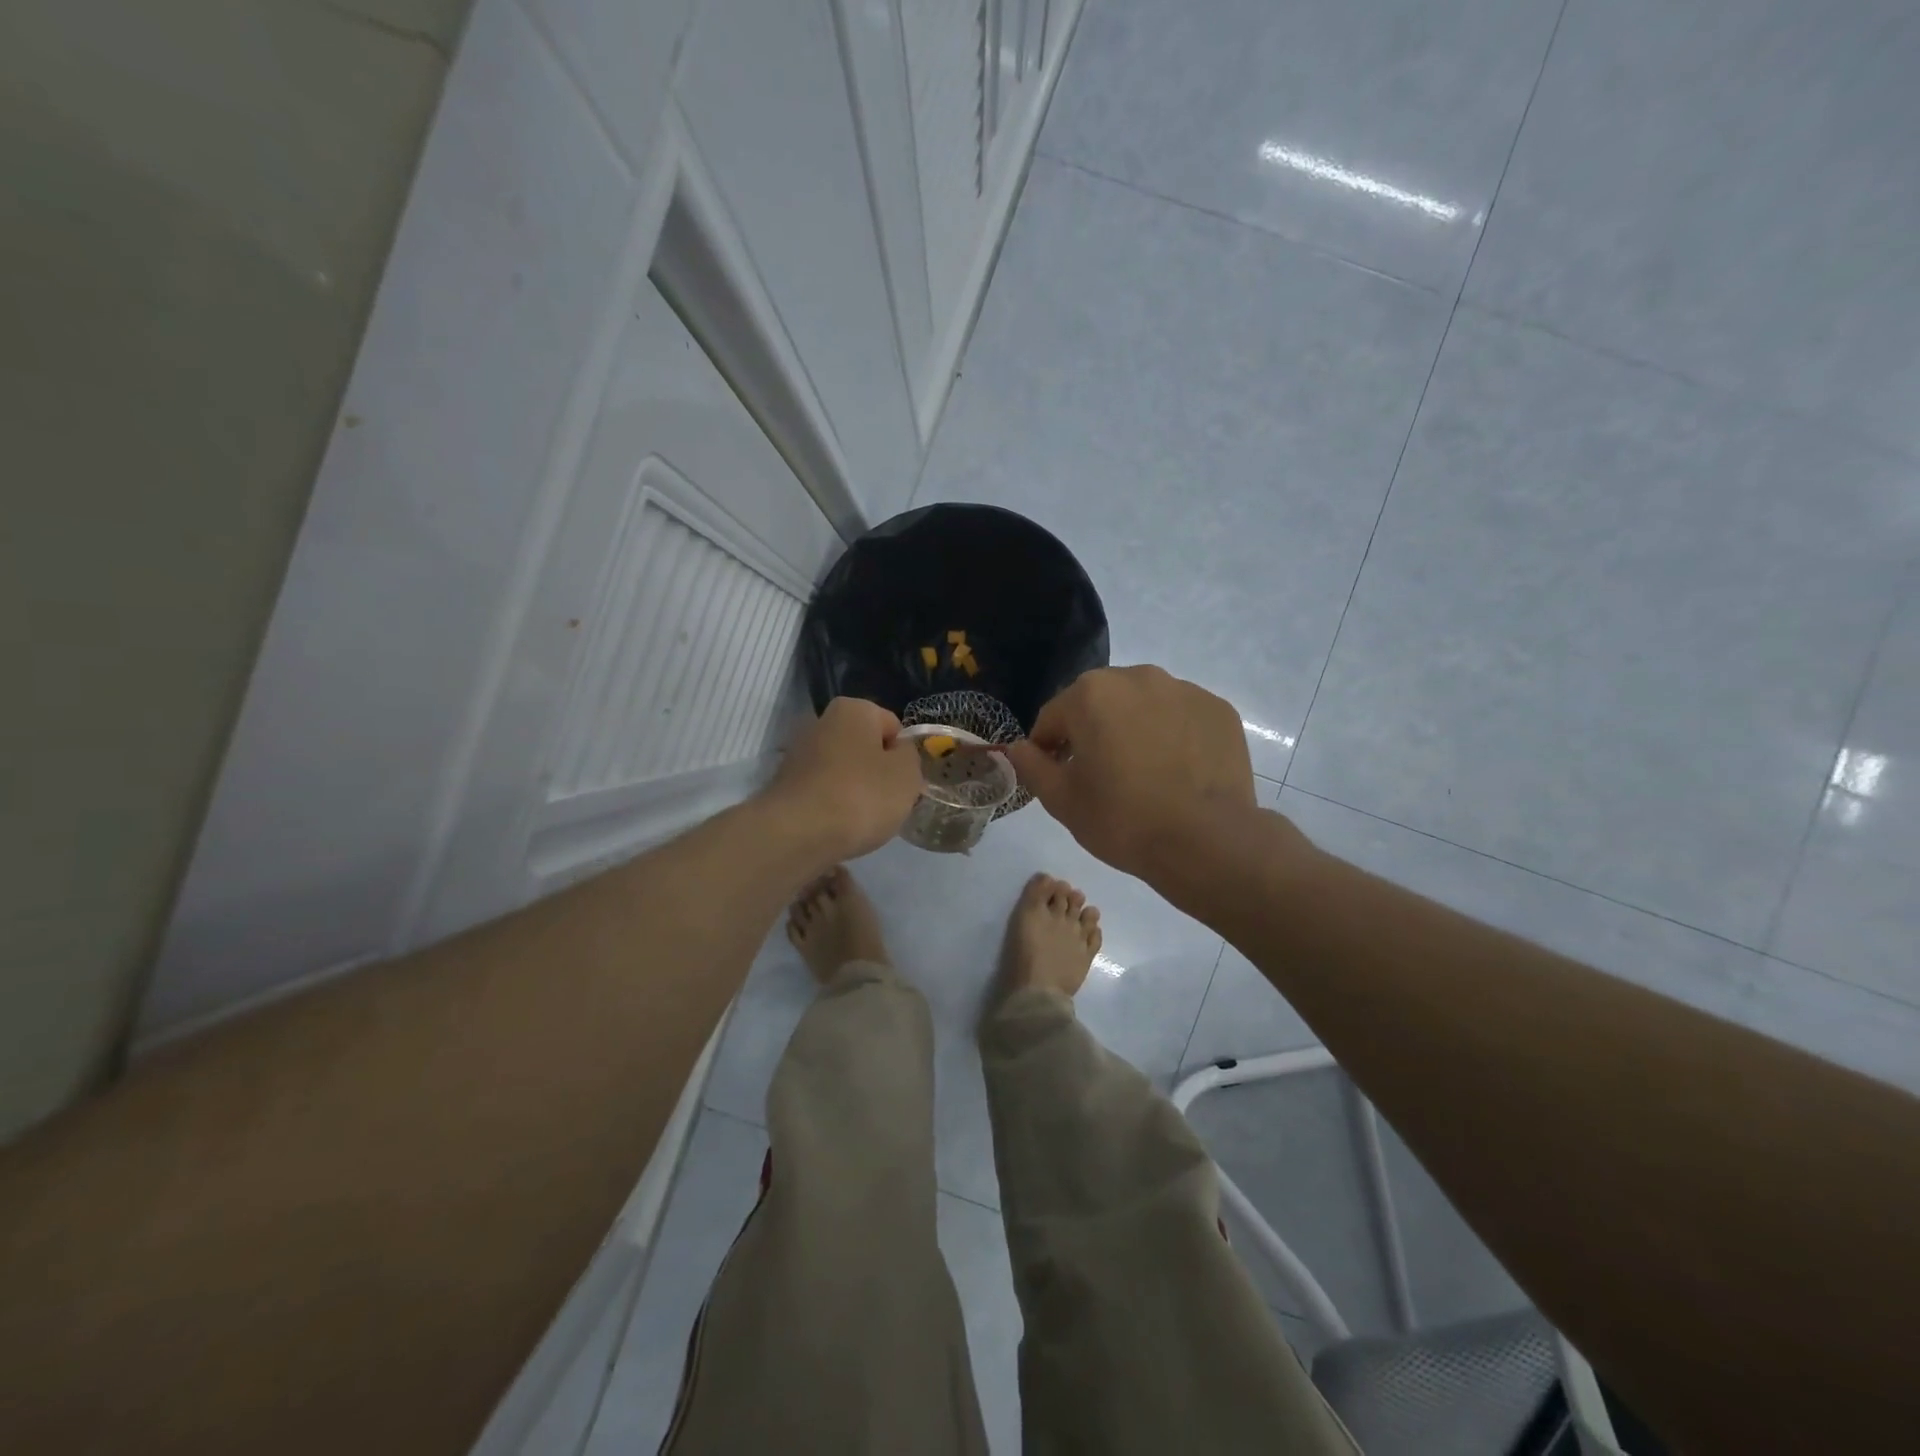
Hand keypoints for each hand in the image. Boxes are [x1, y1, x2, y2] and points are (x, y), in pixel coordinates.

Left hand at [762, 697, 924, 862]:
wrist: (798, 833)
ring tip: (862, 819)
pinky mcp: (784, 783)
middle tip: (887, 802)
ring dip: (855, 789)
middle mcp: (822, 721)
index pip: (893, 726)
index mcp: (853, 709)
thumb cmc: (861, 795)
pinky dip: (833, 805)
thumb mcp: (907, 774)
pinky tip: (838, 826)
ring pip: (843, 770)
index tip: (904, 783)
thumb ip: (909, 756)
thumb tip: (897, 753)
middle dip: (878, 772)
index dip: (904, 756)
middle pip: (865, 747)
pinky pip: (823, 790)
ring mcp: (798, 752)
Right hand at [1004, 666, 1258, 881]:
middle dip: (1093, 732)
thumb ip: (1031, 766)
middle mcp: (1137, 677)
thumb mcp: (1061, 800)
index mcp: (1091, 693)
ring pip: (1143, 706)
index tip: (1057, 778)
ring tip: (1144, 773)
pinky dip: (1173, 735)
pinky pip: (1181, 717)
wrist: (1206, 841)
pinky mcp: (1218, 709)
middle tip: (1102, 776)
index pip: (1054, 717)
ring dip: (1134, 729)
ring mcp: (1184, 690)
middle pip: (1100, 703)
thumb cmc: (1122, 819)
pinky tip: (1178, 771)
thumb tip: (1018, 748)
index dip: (1049, 749)